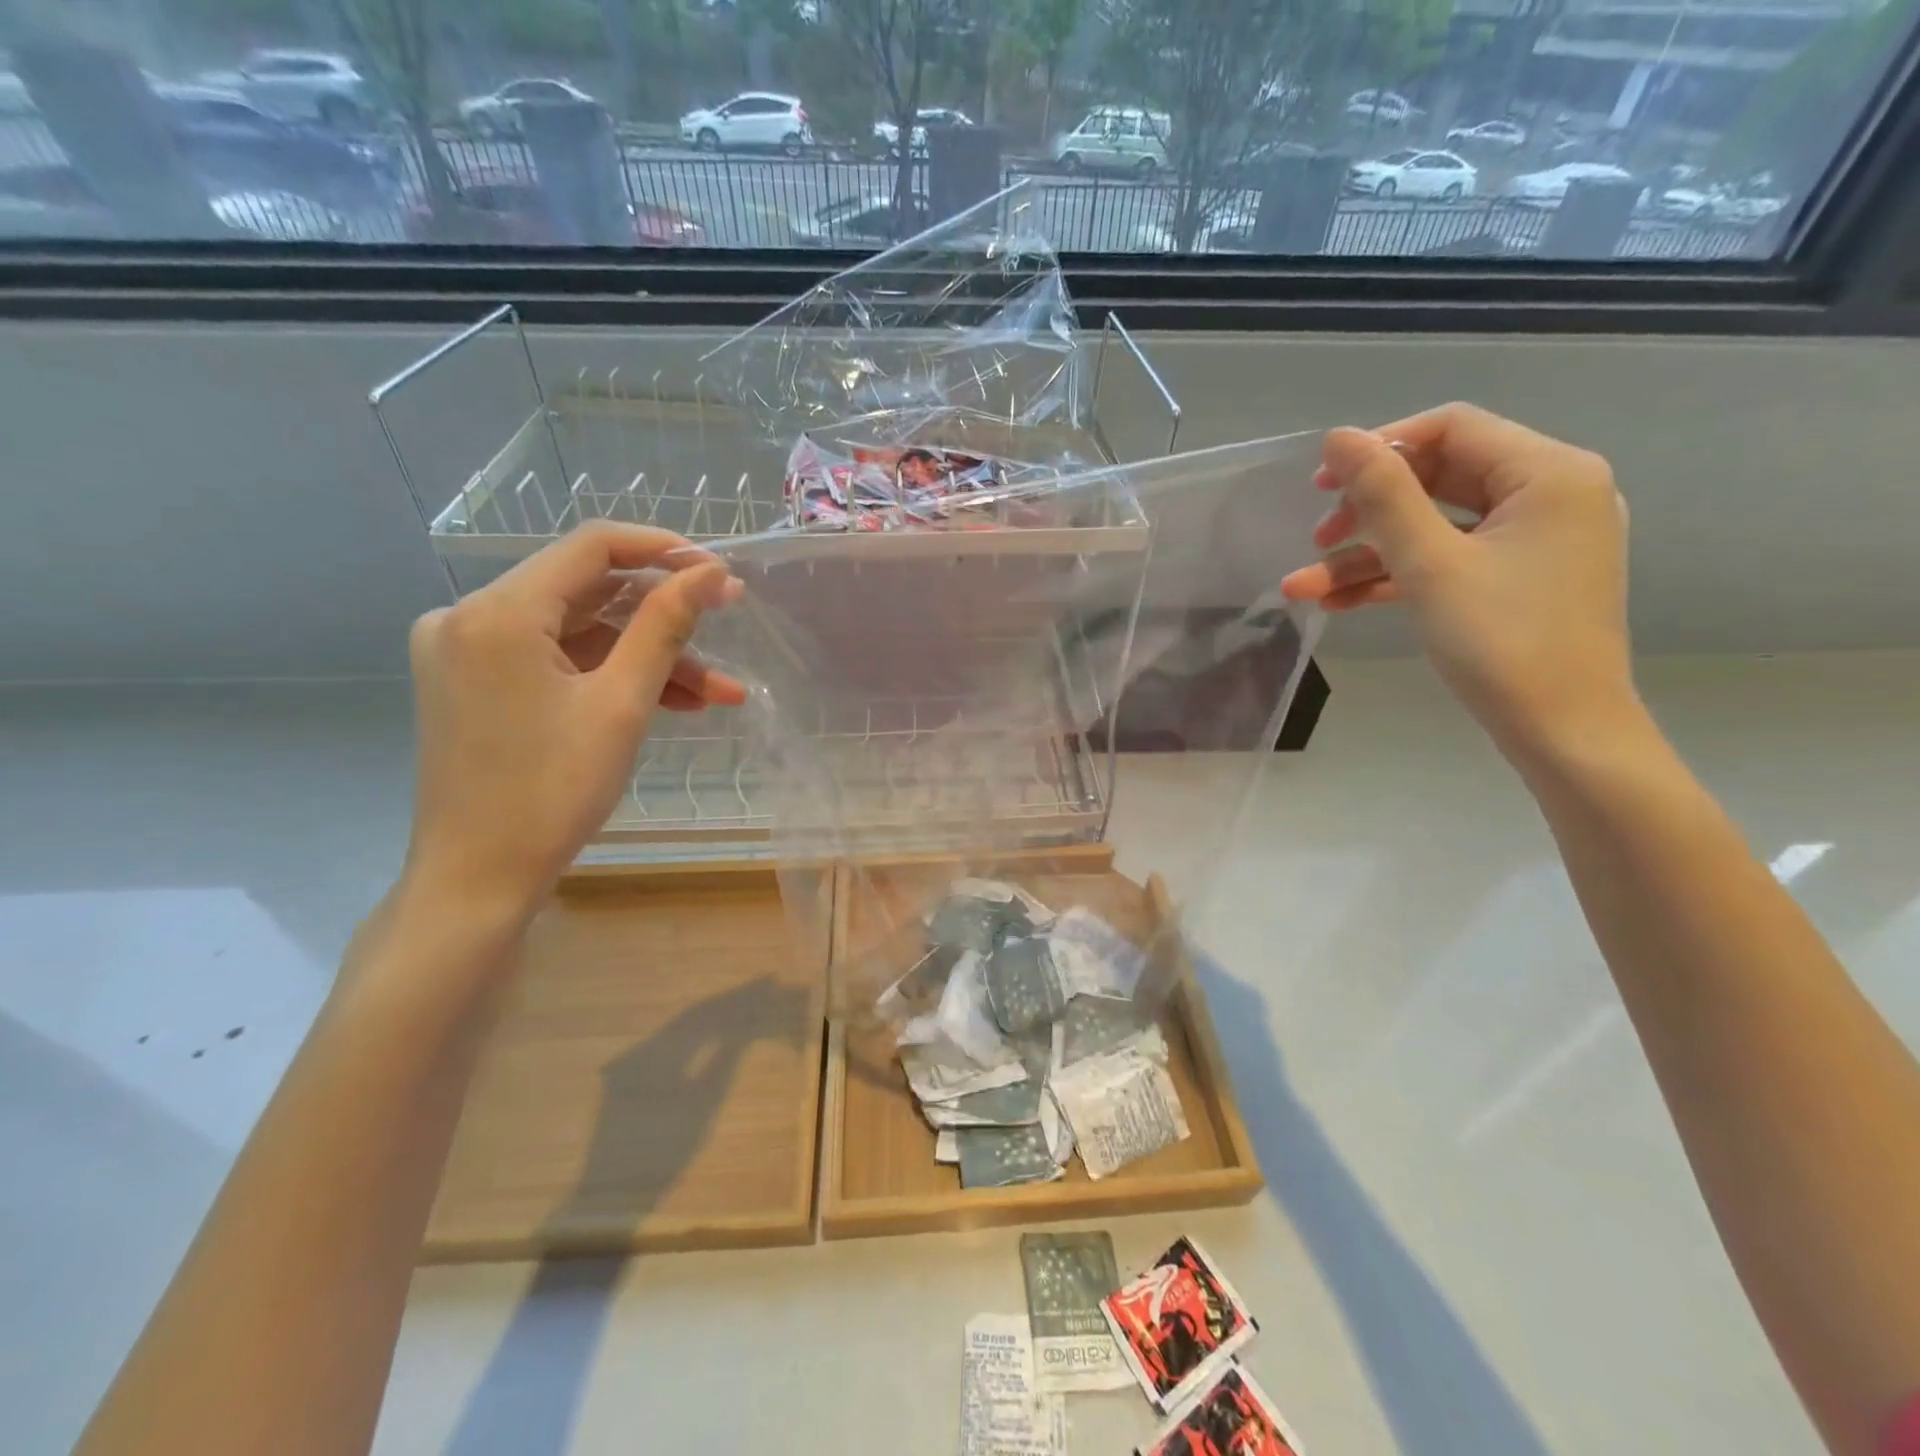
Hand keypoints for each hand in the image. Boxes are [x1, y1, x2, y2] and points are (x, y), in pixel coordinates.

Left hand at [402, 522, 744, 924]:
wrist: (477, 878)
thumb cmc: (552, 792)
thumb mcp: (622, 704)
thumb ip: (666, 626)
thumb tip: (711, 572)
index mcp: (498, 612)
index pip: (592, 547)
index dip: (663, 550)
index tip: (718, 572)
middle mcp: (469, 616)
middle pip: (587, 592)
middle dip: (664, 617)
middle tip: (727, 625)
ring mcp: (467, 651)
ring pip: (578, 632)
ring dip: (647, 657)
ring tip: (717, 693)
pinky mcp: (474, 683)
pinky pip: (555, 660)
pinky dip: (609, 676)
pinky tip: (670, 702)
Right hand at [1280, 404, 1636, 763]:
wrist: (1562, 732)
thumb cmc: (1501, 642)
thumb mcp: (1429, 564)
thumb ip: (1383, 496)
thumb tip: (1338, 437)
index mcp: (1549, 473)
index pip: (1452, 428)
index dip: (1380, 447)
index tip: (1323, 484)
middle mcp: (1551, 494)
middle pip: (1438, 478)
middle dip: (1367, 511)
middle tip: (1316, 539)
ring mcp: (1535, 540)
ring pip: (1434, 527)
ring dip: (1367, 554)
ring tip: (1305, 587)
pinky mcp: (1518, 579)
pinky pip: (1448, 560)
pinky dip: (1395, 577)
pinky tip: (1338, 601)